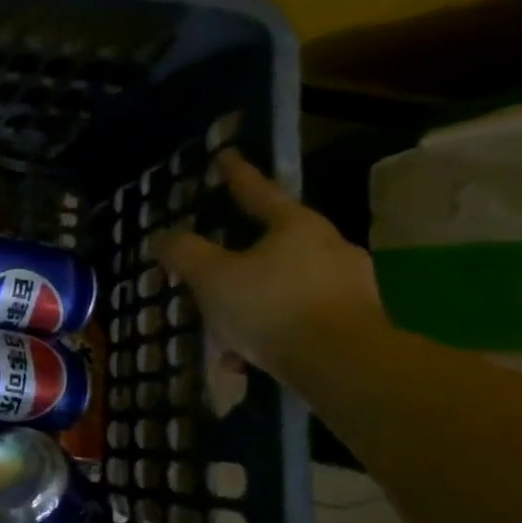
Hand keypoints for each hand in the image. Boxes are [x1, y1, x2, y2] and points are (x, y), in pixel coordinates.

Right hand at [157, 150, 387, 383]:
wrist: (345, 366)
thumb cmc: (272, 307)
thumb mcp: (212, 277)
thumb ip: (185, 253)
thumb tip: (165, 237)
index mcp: (296, 226)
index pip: (259, 192)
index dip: (237, 175)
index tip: (226, 156)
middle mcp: (329, 247)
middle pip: (273, 243)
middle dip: (239, 258)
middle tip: (212, 270)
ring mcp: (349, 286)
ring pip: (284, 286)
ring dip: (251, 305)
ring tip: (224, 333)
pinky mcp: (357, 323)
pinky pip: (299, 319)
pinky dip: (270, 332)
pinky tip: (246, 359)